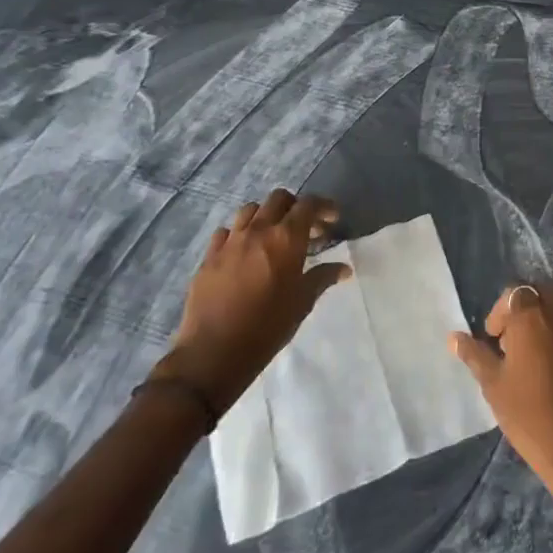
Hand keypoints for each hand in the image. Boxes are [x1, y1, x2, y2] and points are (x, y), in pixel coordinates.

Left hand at [149, 189, 348, 414]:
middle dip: (295, 207)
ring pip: (250, 210)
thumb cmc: (267, 328)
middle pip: (279, 199)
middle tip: (305, 228)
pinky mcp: (209, 256)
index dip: (324, 207)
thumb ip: (322, 278)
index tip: (332, 219)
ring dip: (266, 216)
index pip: (308, 205)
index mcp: (286, 238)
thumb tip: (343, 269)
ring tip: (273, 237)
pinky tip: (244, 252)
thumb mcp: (302, 303)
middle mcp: (257, 230)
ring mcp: (230, 241)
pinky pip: (226, 232)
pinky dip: (239, 234)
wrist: (213, 354)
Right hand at [451, 284, 552, 525]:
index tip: (494, 339)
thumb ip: (475, 355)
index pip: (513, 293)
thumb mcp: (494, 385)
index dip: (500, 313)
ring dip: (545, 317)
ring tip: (534, 351)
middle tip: (512, 343)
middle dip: (523, 310)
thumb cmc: (530, 416)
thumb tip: (453, 337)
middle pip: (539, 293)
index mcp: (532, 315)